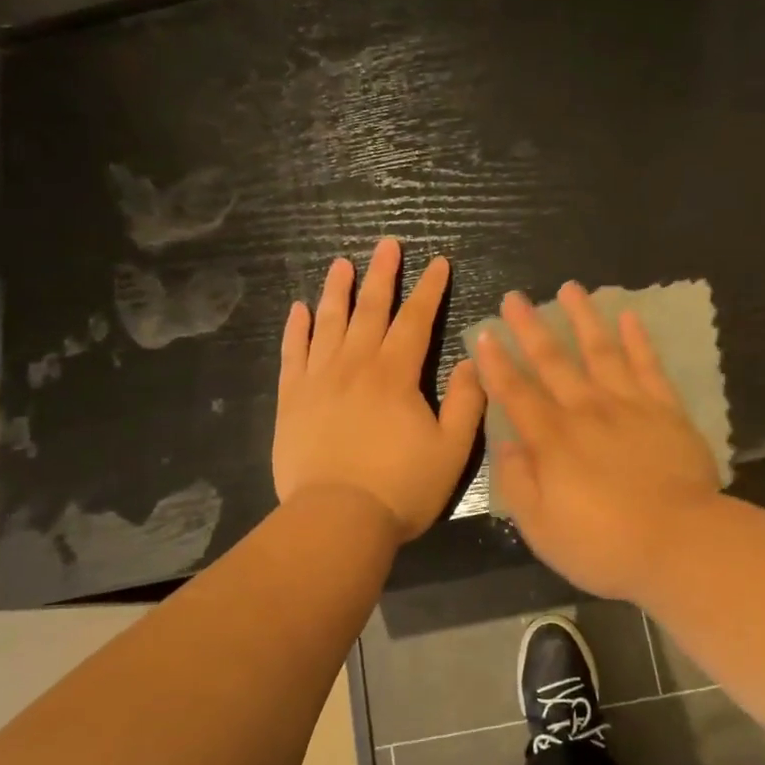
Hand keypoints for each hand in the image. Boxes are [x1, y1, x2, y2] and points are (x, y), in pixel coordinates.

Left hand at [273, 238, 484, 540]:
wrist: (337, 520)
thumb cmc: (401, 487)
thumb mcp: (452, 449)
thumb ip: (466, 401)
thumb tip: (471, 360)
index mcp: (396, 375)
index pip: (416, 320)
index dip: (430, 290)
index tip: (438, 263)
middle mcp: (356, 366)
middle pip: (371, 310)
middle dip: (383, 275)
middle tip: (387, 244)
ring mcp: (319, 380)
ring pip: (329, 323)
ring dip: (337, 291)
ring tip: (342, 263)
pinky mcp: (292, 400)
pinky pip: (293, 353)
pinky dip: (297, 329)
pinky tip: (300, 309)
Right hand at [474, 282, 720, 599]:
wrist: (680, 543)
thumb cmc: (604, 545)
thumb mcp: (541, 529)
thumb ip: (517, 483)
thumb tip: (503, 444)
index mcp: (552, 440)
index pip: (516, 393)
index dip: (497, 363)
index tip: (485, 333)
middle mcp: (586, 411)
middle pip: (553, 361)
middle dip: (531, 327)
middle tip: (515, 297)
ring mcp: (629, 405)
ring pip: (600, 351)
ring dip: (583, 318)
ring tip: (570, 288)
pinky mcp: (666, 410)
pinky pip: (648, 366)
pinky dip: (638, 339)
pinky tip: (629, 316)